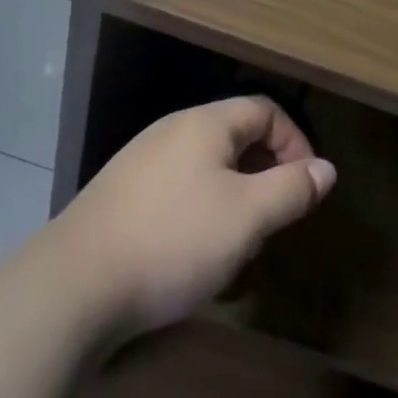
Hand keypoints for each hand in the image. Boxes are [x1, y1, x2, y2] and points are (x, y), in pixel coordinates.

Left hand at [54, 96, 336, 344]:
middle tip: (276, 216)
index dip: (295, 141)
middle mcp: (171, 131)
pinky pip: (177, 190)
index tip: (306, 185)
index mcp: (204, 123)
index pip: (265, 109)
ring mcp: (140, 163)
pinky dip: (201, 211)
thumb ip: (291, 189)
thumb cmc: (173, 241)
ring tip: (240, 241)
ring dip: (235, 196)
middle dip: (265, 172)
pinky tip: (194, 254)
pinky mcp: (119, 197)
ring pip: (206, 167)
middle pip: (235, 135)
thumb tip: (326, 169)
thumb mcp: (247, 217)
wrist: (71, 287)